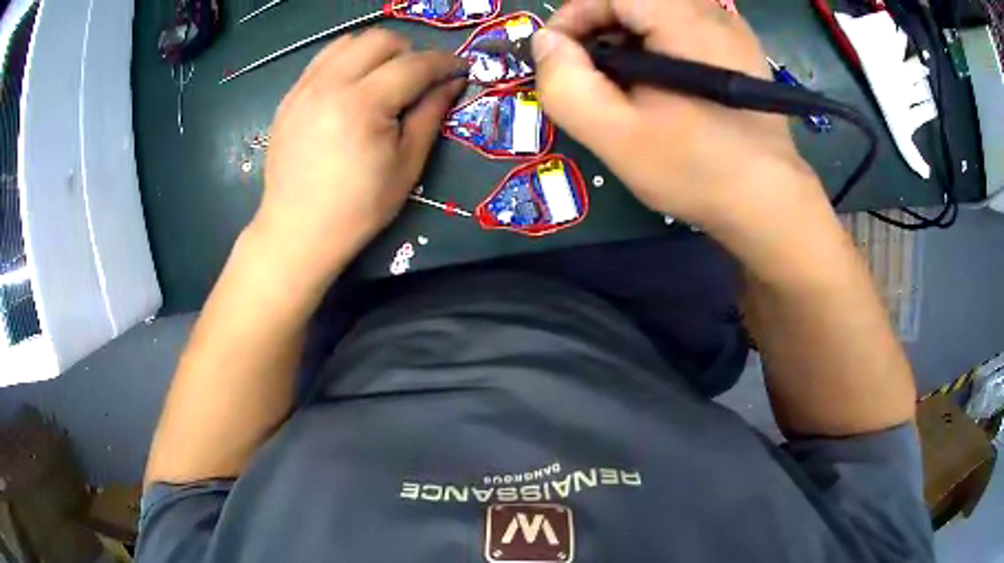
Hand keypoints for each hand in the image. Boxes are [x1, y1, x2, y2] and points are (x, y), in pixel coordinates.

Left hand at [253, 30, 464, 283]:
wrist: (297, 231)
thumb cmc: (358, 209)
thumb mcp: (406, 166)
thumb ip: (430, 115)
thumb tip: (452, 83)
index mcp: (362, 106)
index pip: (414, 65)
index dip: (444, 63)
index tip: (460, 69)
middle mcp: (330, 85)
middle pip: (380, 39)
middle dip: (409, 51)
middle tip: (418, 78)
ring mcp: (304, 89)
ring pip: (348, 42)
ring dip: (376, 51)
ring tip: (384, 78)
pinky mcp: (290, 97)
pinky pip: (323, 59)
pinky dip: (346, 61)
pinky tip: (353, 87)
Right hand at [533, 0, 821, 230]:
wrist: (768, 204)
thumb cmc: (695, 170)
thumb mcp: (616, 135)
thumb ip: (566, 84)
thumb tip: (547, 43)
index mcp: (684, 19)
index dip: (573, 17)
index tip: (558, 57)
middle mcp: (712, 12)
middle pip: (634, 1)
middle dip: (599, 30)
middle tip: (590, 75)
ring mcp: (731, 29)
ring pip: (658, 13)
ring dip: (627, 39)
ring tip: (623, 85)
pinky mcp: (740, 50)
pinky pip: (683, 28)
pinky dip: (657, 46)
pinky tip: (658, 85)